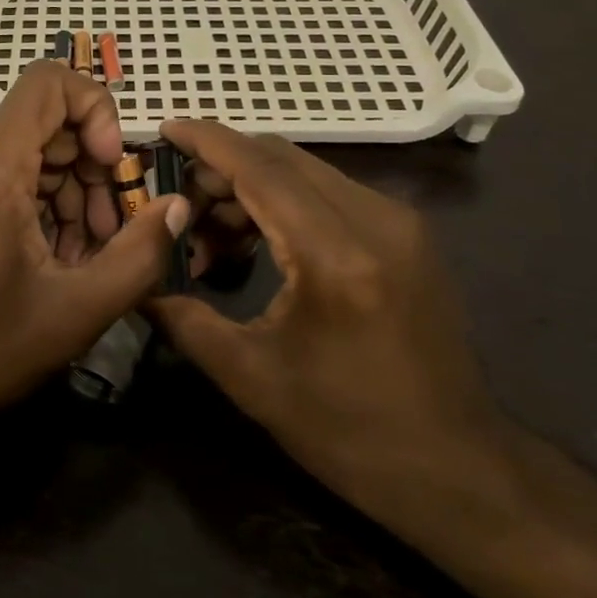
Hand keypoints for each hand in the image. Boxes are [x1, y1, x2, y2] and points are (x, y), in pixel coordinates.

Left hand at [0, 63, 186, 447]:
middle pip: (50, 123)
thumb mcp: (78, 309)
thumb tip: (178, 206)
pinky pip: (14, 177)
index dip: (96, 108)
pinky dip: (48, 205)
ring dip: (76, 193)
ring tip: (92, 255)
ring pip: (36, 152)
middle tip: (116, 230)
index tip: (116, 164)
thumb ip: (140, 253)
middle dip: (96, 168)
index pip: (48, 82)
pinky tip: (63, 257)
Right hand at [148, 120, 510, 524]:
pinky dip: (285, 202)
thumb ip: (185, 319)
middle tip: (177, 201)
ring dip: (252, 186)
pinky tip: (258, 241)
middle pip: (282, 159)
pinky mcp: (407, 235)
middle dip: (222, 168)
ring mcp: (399, 223)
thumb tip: (137, 284)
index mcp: (336, 255)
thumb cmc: (351, 431)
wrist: (459, 470)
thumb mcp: (252, 379)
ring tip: (211, 234)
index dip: (207, 142)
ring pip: (306, 172)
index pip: (260, 168)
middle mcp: (376, 220)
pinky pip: (331, 194)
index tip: (165, 127)